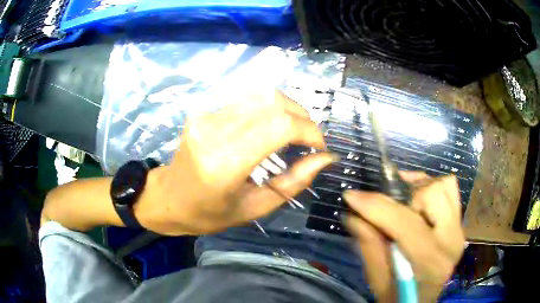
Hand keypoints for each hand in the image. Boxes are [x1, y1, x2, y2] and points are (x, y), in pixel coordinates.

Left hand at [136, 90, 336, 235]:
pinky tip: (273, 126)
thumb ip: (293, 182)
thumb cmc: (208, 214)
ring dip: (288, 109)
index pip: (279, 126)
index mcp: (224, 163)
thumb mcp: (255, 208)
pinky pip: (247, 99)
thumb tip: (325, 158)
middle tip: (310, 140)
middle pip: (272, 102)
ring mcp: (206, 116)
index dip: (309, 131)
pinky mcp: (204, 110)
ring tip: (296, 132)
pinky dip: (270, 108)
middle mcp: (213, 130)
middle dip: (302, 117)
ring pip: (261, 94)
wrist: (167, 198)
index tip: (319, 147)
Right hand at [343, 172, 464, 301]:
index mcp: (430, 260)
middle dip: (404, 194)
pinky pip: (450, 190)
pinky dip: (431, 187)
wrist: (422, 301)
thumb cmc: (398, 296)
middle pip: (432, 193)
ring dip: (418, 188)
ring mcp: (458, 228)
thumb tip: (352, 215)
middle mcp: (451, 239)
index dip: (376, 206)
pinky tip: (417, 199)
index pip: (404, 223)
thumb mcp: (377, 280)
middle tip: (384, 203)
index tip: (351, 196)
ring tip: (402, 200)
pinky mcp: (458, 223)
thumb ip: (368, 246)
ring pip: (443, 186)